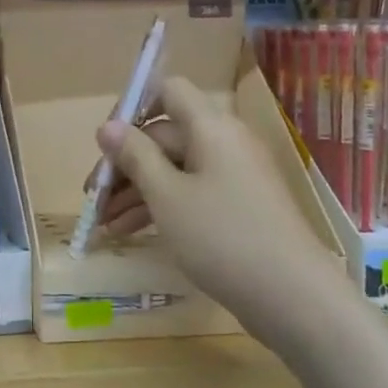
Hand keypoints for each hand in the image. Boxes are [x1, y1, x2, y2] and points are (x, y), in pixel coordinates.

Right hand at [95, 78, 332, 323]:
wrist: (293, 296)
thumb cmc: (222, 236)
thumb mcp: (166, 196)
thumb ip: (134, 156)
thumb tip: (107, 126)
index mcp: (211, 127)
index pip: (168, 91)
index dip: (133, 108)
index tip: (105, 144)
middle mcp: (225, 142)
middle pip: (165, 137)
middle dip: (125, 165)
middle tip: (93, 198)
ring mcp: (235, 176)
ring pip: (175, 170)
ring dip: (137, 192)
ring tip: (104, 225)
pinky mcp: (239, 207)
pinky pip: (192, 194)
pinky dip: (162, 207)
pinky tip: (132, 233)